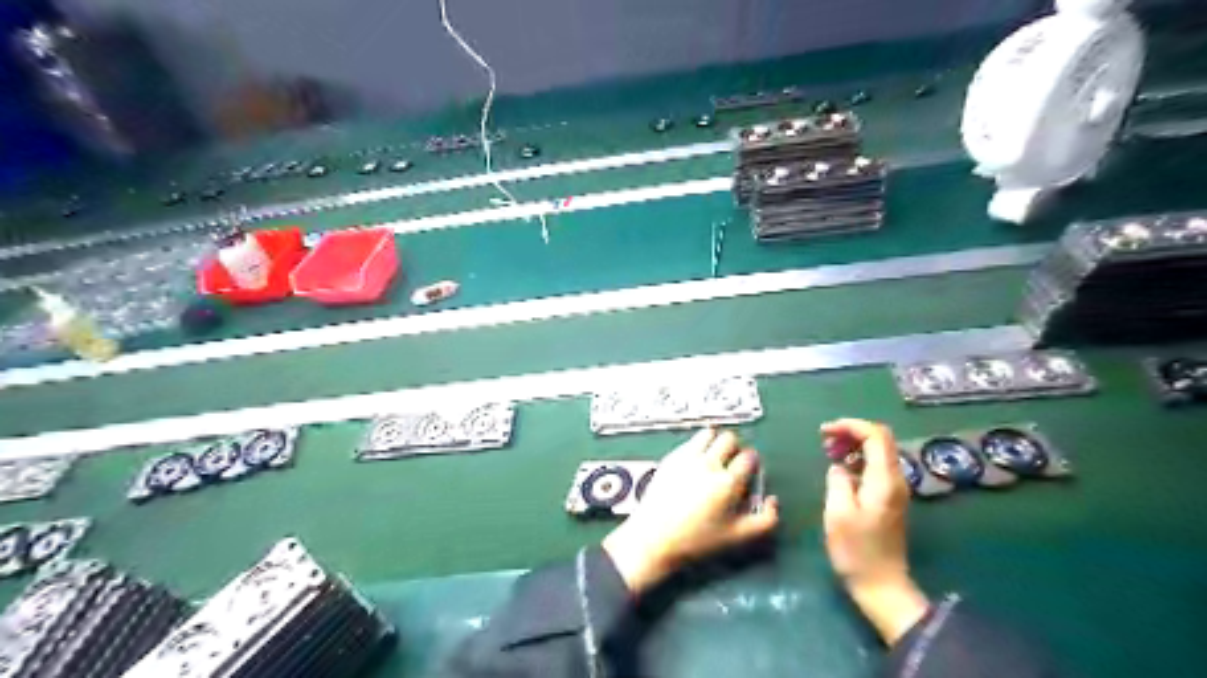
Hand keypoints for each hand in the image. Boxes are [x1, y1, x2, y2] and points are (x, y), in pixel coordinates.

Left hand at [604, 430, 783, 593]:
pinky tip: (697, 460)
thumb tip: (773, 500)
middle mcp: (709, 464)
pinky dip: (698, 445)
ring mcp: (688, 457)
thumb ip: (765, 521)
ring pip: (710, 433)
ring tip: (714, 456)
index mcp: (728, 482)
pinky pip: (691, 440)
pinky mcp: (672, 457)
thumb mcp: (738, 537)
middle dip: (735, 448)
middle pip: (730, 439)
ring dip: (716, 441)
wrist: (655, 538)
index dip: (752, 463)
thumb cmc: (697, 540)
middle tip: (732, 463)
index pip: (749, 457)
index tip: (748, 472)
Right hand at [827, 419, 925, 646]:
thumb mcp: (838, 513)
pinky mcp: (889, 499)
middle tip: (824, 440)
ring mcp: (895, 490)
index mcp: (885, 480)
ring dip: (853, 445)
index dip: (850, 426)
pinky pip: (876, 467)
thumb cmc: (856, 551)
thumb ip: (837, 481)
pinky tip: (840, 470)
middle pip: (880, 439)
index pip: (875, 435)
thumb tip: (838, 466)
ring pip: (878, 452)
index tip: (824, 431)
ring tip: (828, 452)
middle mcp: (896, 480)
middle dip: (851, 432)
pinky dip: (857, 460)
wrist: (882, 585)